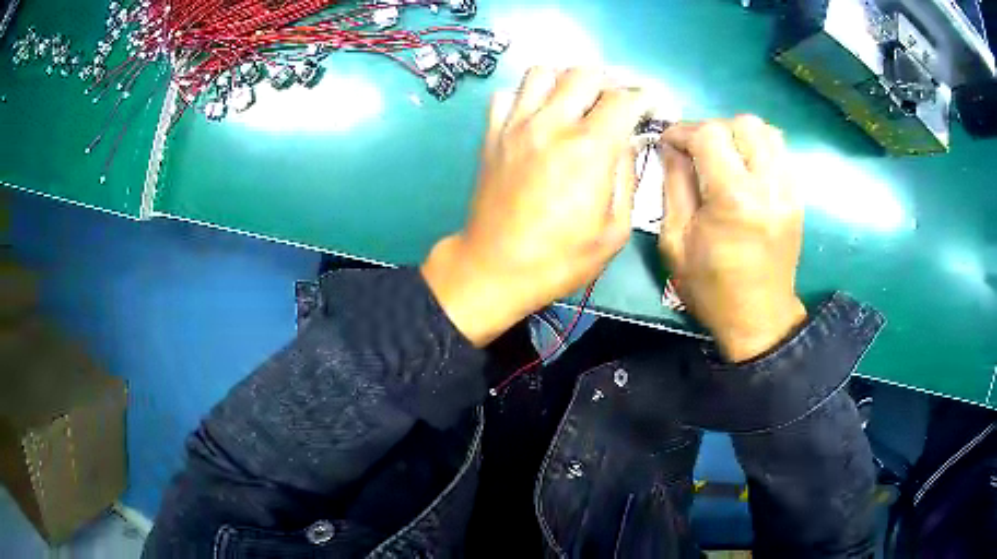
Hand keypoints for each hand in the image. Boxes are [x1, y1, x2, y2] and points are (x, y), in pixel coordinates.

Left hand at [422, 68, 650, 346]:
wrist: (494, 268)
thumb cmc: (560, 259)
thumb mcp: (615, 231)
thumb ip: (627, 177)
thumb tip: (628, 141)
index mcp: (589, 149)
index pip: (623, 99)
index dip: (644, 97)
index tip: (651, 105)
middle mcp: (551, 124)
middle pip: (584, 73)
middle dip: (610, 81)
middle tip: (617, 100)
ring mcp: (516, 125)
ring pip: (542, 72)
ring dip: (566, 80)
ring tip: (577, 100)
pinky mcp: (492, 134)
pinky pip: (508, 94)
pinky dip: (527, 96)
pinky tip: (538, 115)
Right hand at [659, 116, 806, 361]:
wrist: (759, 319)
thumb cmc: (711, 288)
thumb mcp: (676, 241)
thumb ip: (673, 184)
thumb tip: (670, 147)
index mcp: (734, 200)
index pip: (710, 135)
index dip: (684, 131)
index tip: (669, 142)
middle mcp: (768, 186)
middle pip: (743, 124)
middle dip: (713, 130)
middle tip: (698, 151)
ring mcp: (788, 190)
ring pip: (766, 131)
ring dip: (739, 135)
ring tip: (723, 156)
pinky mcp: (797, 197)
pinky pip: (780, 151)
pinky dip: (758, 148)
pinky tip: (744, 169)